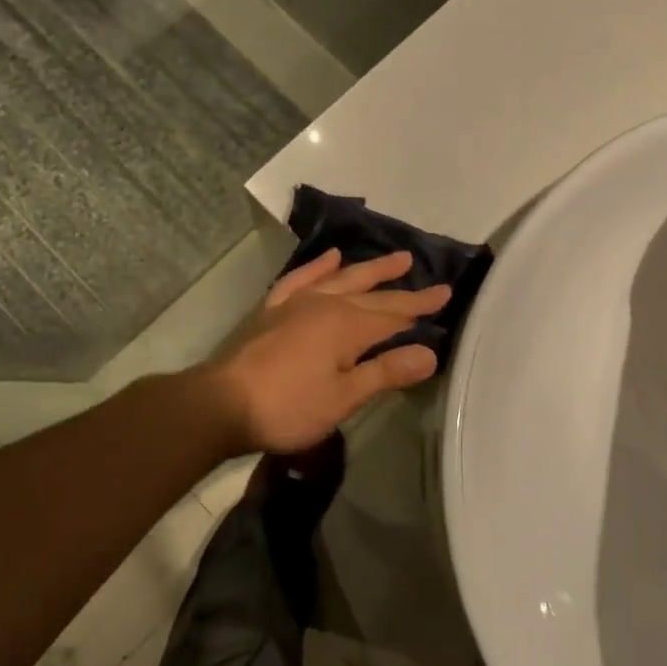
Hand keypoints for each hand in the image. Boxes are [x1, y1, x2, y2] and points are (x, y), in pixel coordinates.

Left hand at [203, 250, 450, 454]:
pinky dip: (318, 267)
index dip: (420, 306)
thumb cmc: (288, 407)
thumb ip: (385, 372)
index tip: (446, 293)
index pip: (394, 314)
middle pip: (372, 295)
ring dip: (369, 270)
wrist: (221, 403)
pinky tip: (330, 258)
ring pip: (342, 279)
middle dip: (403, 289)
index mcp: (347, 326)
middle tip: (430, 279)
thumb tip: (430, 353)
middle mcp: (326, 305)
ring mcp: (297, 303)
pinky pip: (301, 279)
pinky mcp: (274, 310)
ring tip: (395, 258)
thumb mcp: (343, 398)